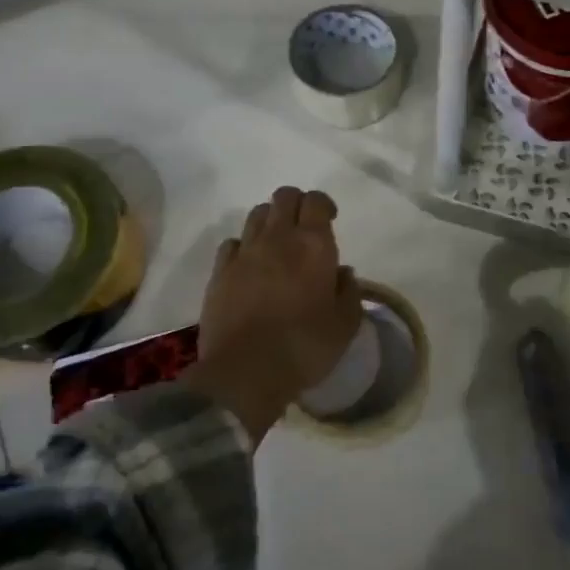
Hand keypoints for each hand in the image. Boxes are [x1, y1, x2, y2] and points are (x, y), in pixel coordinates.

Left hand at [188, 186, 361, 442]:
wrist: (245, 372)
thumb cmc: (305, 347)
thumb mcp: (345, 325)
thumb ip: (349, 291)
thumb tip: (342, 271)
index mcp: (313, 245)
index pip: (316, 201)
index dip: (324, 204)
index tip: (330, 219)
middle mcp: (278, 238)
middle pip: (284, 197)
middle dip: (296, 204)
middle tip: (304, 227)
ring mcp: (245, 252)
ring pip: (257, 214)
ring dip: (270, 220)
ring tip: (277, 244)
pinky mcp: (220, 271)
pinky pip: (232, 242)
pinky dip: (244, 245)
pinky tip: (249, 265)